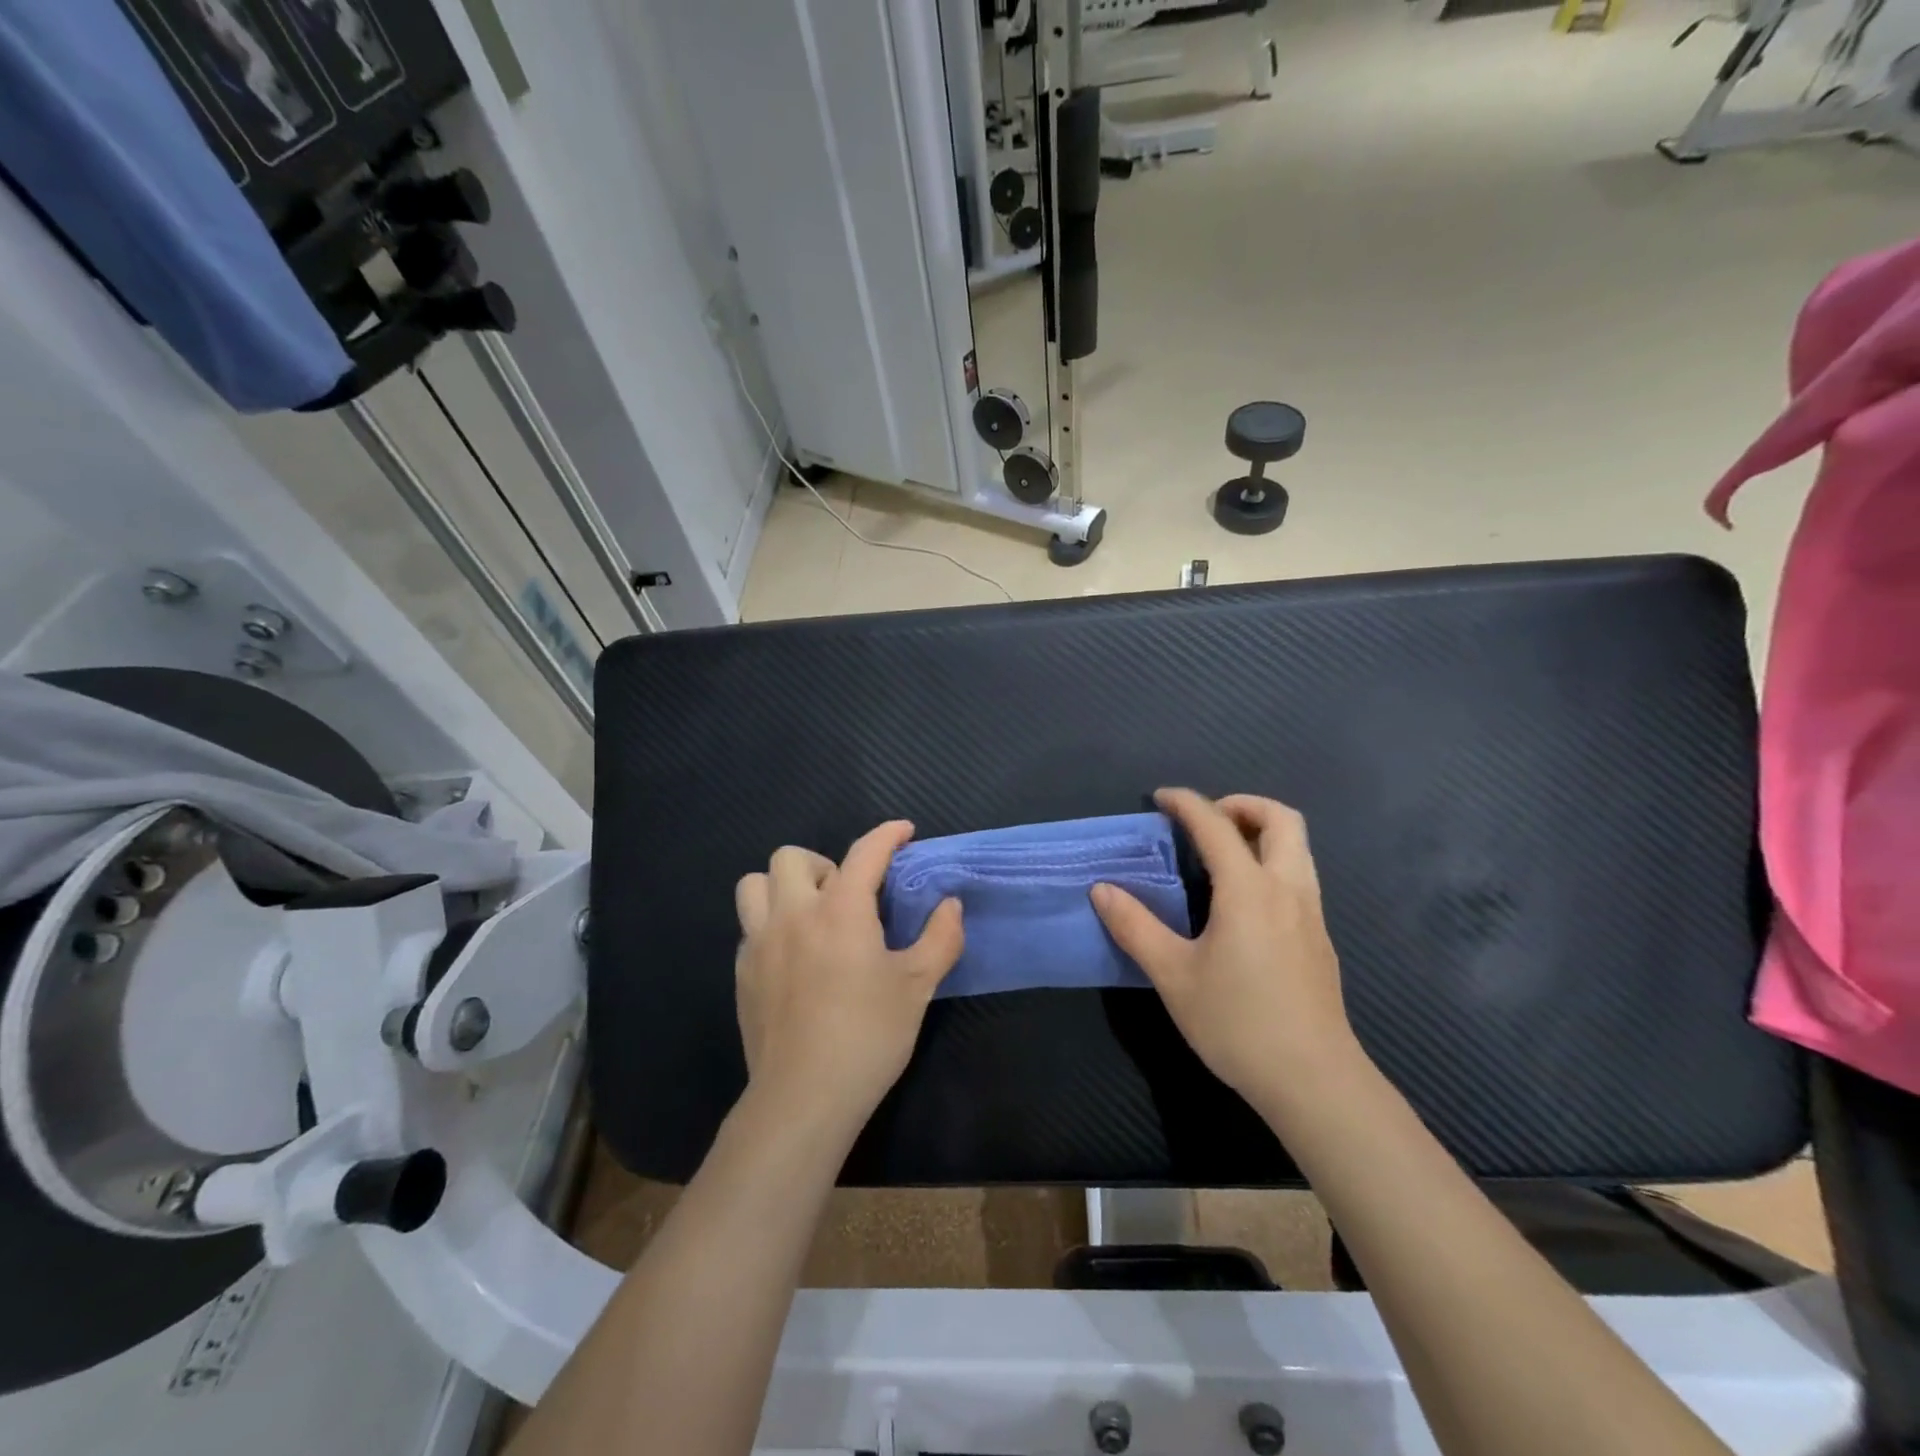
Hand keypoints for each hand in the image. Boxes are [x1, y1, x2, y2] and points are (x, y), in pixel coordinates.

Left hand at [733, 821, 963, 1133]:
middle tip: (847, 894)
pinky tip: (794, 957)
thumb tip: (951, 905)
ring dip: (783, 886)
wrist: (804, 1097)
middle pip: (790, 856)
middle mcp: (793, 915)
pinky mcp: (742, 974)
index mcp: (839, 911)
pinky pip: (750, 928)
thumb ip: (940, 938)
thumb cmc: (868, 1036)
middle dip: (822, 863)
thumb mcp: (917, 987)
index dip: (886, 835)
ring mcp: (760, 944)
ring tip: (811, 914)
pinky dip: (771, 925)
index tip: (903, 832)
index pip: (863, 853)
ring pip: (754, 885)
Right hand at [1091, 788, 1354, 1100]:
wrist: (1314, 1081)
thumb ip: (1135, 927)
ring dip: (1261, 831)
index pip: (1216, 825)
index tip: (1160, 799)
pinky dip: (1271, 861)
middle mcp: (1287, 889)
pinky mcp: (1319, 938)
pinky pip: (1299, 875)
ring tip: (1222, 853)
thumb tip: (1102, 889)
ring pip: (1298, 846)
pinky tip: (1243, 901)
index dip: (1186, 803)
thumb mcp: (1173, 975)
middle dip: (1241, 805)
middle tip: (1205, 821)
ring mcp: (1311, 913)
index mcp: (1249, 890)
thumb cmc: (1237, 1023)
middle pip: (1281, 819)